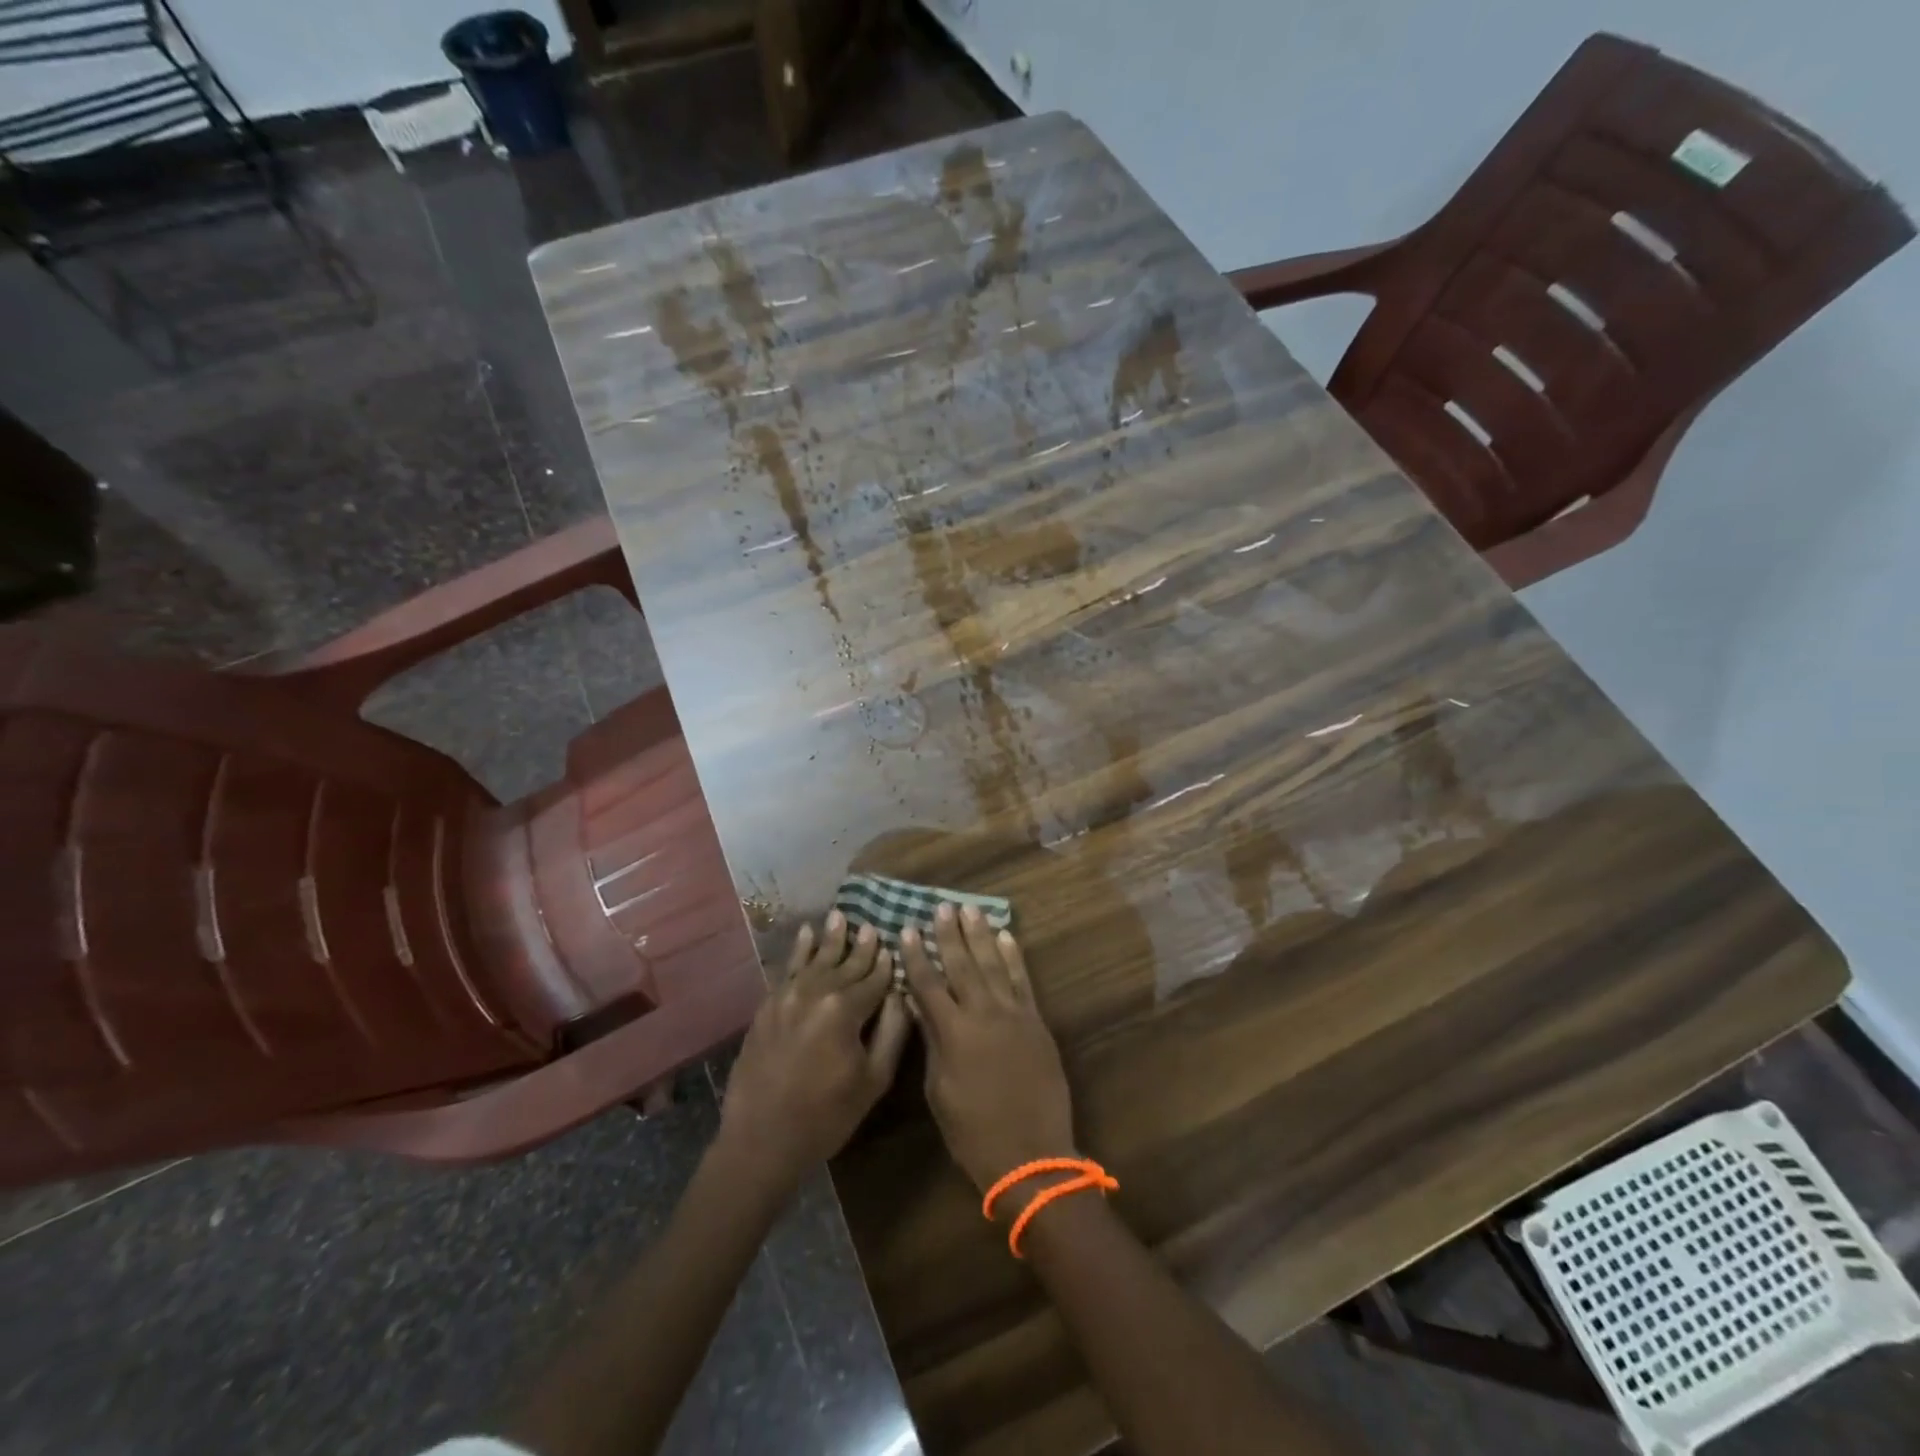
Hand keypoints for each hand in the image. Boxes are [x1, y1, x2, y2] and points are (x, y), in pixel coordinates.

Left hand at [718, 913, 910, 1189]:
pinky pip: (788, 969)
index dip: (887, 964)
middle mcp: (816, 992)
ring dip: (831, 938)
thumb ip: (893, 1031)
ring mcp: (787, 996)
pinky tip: (806, 933)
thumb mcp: (873, 1080)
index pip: (874, 978)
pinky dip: (799, 950)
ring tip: (840, 915)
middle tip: (873, 926)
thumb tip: (902, 994)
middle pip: (846, 964)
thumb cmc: (826, 1116)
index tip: (896, 946)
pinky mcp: (767, 1006)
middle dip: (862, 946)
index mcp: (845, 1009)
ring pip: (816, 959)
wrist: (760, 1140)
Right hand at [900, 904, 1075, 1195]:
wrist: (1032, 1155)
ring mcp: (1013, 1014)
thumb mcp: (939, 1091)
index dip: (917, 956)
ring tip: (971, 909)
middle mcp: (983, 1014)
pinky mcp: (1036, 1021)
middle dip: (949, 934)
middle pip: (962, 965)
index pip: (928, 984)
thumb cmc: (973, 1132)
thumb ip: (933, 1042)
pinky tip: (1006, 937)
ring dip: (981, 935)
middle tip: (941, 907)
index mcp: (953, 1033)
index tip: (908, 929)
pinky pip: (1023, 981)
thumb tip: (920, 1006)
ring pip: (994, 964)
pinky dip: (1014, 957)